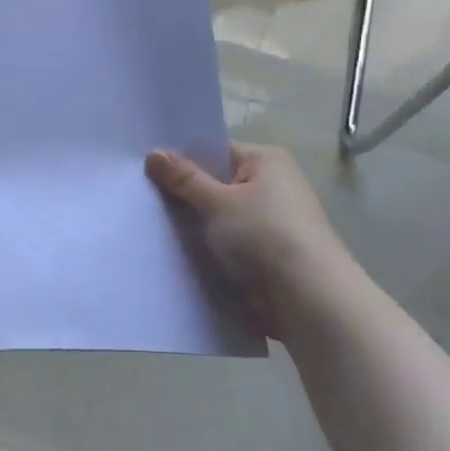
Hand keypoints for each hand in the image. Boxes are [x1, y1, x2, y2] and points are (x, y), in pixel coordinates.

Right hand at [145, 143, 353, 333]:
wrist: (307, 298)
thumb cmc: (263, 236)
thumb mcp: (216, 202)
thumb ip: (183, 178)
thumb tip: (153, 153)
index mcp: (266, 161)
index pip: (215, 151)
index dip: (182, 161)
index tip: (146, 173)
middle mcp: (273, 185)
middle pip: (216, 184)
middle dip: (185, 195)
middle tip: (142, 200)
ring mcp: (271, 221)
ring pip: (220, 217)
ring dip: (195, 226)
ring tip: (153, 229)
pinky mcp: (267, 254)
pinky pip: (228, 243)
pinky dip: (208, 248)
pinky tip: (178, 254)